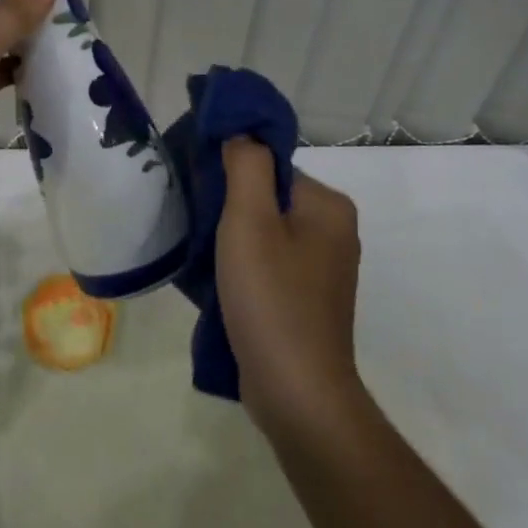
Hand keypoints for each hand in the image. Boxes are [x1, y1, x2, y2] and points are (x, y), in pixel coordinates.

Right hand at [217, 140, 364, 441]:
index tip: (198, 187)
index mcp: (327, 206)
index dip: (232, 172)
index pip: (272, 167)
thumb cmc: (272, 299)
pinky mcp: (306, 301)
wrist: (297, 396)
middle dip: (228, 206)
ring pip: (264, 233)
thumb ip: (247, 165)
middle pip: (268, 198)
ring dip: (230, 239)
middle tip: (194, 222)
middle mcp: (333, 232)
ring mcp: (322, 270)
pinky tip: (216, 282)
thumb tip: (241, 132)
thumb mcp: (250, 221)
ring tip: (200, 253)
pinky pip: (268, 264)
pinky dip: (241, 266)